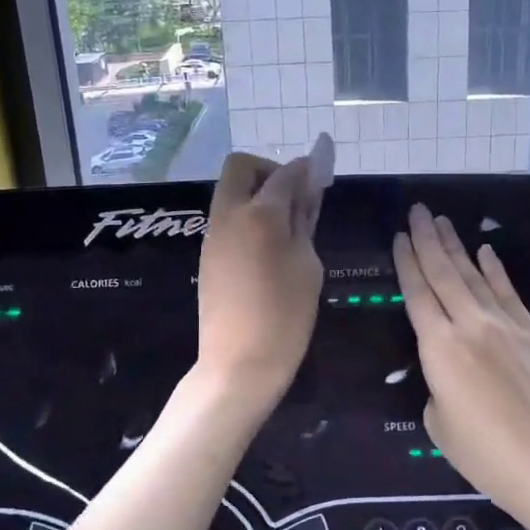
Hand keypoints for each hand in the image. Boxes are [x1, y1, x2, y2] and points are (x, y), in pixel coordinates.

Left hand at [195, 146, 326, 402]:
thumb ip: (305, 224)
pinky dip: (246, 216)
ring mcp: (213, 235)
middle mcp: (229, 215)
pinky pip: (226, 218)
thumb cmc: (285, 317)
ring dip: (256, 193)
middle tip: (294, 196)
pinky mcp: (207, 254)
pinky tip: (267, 246)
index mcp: (260, 216)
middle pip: (240, 166)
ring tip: (285, 225)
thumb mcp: (308, 266)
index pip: (285, 175)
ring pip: (230, 191)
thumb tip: (306, 196)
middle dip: (269, 170)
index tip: (321, 174)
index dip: (305, 169)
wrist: (238, 363)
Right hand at [394, 204, 529, 520]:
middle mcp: (470, 325)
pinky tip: (485, 252)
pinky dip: (495, 270)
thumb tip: (447, 377)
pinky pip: (508, 293)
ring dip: (456, 246)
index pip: (417, 293)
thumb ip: (437, 390)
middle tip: (417, 211)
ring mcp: (506, 326)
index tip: (399, 236)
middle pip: (444, 273)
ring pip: (474, 276)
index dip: (406, 262)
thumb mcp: (441, 426)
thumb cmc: (489, 456)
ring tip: (442, 221)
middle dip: (427, 239)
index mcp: (439, 348)